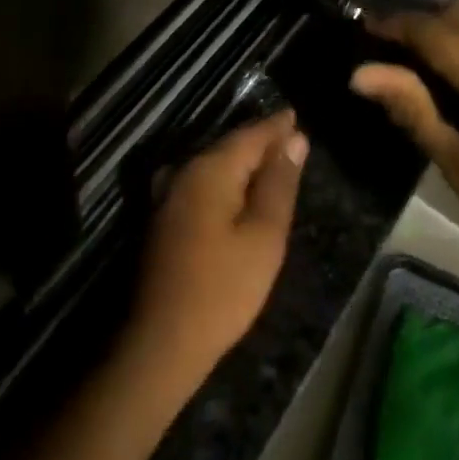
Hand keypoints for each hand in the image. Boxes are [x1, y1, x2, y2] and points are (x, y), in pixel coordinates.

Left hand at [125, 111, 307, 390]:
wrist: (161, 343)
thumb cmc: (222, 289)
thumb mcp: (264, 236)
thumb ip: (279, 184)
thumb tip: (295, 139)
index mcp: (209, 169)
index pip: (251, 134)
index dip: (277, 126)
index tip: (297, 116)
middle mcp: (184, 171)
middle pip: (230, 146)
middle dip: (260, 141)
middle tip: (292, 139)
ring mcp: (169, 194)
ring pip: (214, 165)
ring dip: (243, 162)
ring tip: (272, 163)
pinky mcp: (164, 218)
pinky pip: (202, 183)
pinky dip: (226, 181)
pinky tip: (239, 193)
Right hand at [351, 6, 458, 290]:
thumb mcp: (458, 163)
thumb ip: (413, 109)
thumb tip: (362, 74)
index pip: (434, 32)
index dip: (396, 27)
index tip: (363, 31)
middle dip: (422, 23)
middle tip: (387, 49)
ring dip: (447, 27)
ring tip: (415, 59)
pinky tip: (452, 69)